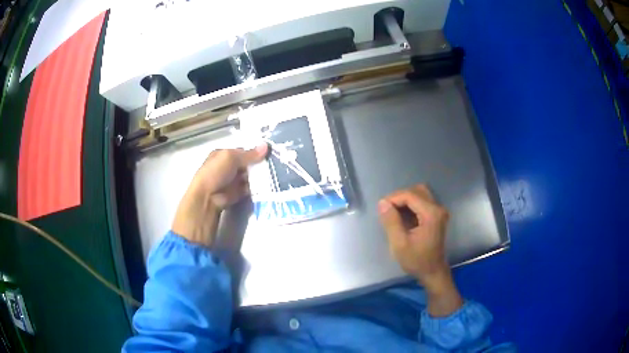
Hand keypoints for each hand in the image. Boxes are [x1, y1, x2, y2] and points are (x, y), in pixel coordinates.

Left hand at [172, 144, 267, 246]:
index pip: (242, 151)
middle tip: (273, 164)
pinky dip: (257, 187)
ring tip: (273, 174)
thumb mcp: (231, 158)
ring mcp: (233, 180)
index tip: (268, 153)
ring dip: (259, 175)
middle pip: (247, 163)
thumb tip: (266, 146)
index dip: (254, 152)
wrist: (208, 197)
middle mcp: (228, 166)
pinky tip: (267, 184)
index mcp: (223, 155)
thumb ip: (249, 154)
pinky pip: (249, 188)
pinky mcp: (237, 192)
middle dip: (258, 164)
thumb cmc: (215, 172)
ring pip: (249, 175)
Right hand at [378, 184, 462, 316]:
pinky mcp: (437, 215)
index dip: (393, 198)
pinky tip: (403, 216)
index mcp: (431, 214)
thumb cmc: (416, 260)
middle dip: (399, 197)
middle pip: (417, 190)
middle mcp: (438, 208)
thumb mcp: (399, 244)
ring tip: (394, 212)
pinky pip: (423, 201)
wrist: (432, 272)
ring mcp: (439, 211)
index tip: (381, 208)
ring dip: (405, 200)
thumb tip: (382, 203)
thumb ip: (391, 222)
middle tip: (387, 210)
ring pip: (420, 194)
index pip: (410, 195)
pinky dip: (411, 204)